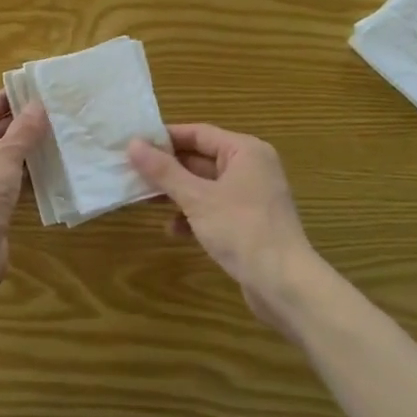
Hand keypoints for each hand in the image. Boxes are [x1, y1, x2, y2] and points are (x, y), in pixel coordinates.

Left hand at [0, 90, 48, 265]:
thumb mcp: (4, 155)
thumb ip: (23, 130)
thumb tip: (38, 105)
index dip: (3, 101)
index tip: (29, 91)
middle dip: (15, 125)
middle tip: (47, 112)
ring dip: (20, 150)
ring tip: (51, 136)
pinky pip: (2, 182)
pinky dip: (20, 174)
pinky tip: (45, 168)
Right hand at [127, 125, 324, 334]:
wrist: (284, 284)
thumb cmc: (241, 230)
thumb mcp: (196, 198)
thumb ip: (163, 171)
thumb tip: (132, 144)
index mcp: (244, 151)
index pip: (198, 133)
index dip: (164, 138)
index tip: (133, 144)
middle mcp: (251, 167)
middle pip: (200, 159)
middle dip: (167, 169)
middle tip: (132, 172)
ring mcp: (251, 196)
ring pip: (205, 186)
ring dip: (176, 193)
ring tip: (144, 200)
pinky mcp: (248, 222)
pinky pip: (214, 208)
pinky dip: (193, 215)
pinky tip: (173, 230)